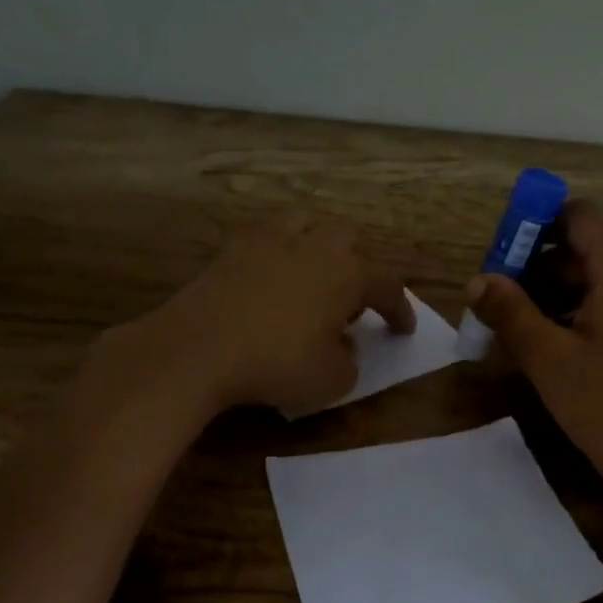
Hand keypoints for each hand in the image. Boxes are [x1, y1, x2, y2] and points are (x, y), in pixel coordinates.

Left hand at [106, 210, 414, 417]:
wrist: (199, 349)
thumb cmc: (276, 365)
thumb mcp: (332, 381)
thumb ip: (349, 360)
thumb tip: (342, 345)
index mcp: (347, 274)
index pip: (388, 285)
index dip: (400, 309)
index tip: (403, 329)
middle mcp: (314, 246)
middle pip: (349, 239)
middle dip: (357, 266)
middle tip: (349, 301)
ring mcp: (269, 241)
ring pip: (306, 222)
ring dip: (318, 243)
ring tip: (312, 272)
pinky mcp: (232, 248)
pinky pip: (265, 236)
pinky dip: (277, 251)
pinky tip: (270, 276)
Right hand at [467, 200, 602, 493]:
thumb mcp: (547, 358)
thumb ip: (510, 312)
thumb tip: (476, 280)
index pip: (580, 217)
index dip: (537, 223)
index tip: (502, 252)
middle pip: (585, 251)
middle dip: (537, 267)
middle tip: (497, 299)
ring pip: (596, 282)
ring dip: (552, 295)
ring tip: (515, 329)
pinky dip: (576, 315)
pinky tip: (550, 349)